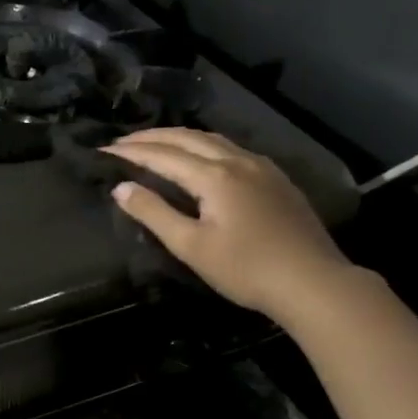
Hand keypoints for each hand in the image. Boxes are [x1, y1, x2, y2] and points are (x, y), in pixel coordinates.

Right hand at [102, 128, 353, 321]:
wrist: (313, 282)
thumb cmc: (245, 269)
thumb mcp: (191, 246)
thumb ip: (154, 213)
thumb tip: (121, 188)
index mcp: (214, 176)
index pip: (162, 155)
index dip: (131, 151)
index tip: (104, 150)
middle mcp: (237, 161)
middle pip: (187, 137)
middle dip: (152, 136)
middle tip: (123, 141)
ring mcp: (261, 167)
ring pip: (212, 139)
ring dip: (178, 137)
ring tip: (155, 143)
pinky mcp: (276, 179)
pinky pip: (231, 148)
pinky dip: (203, 145)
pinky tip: (201, 157)